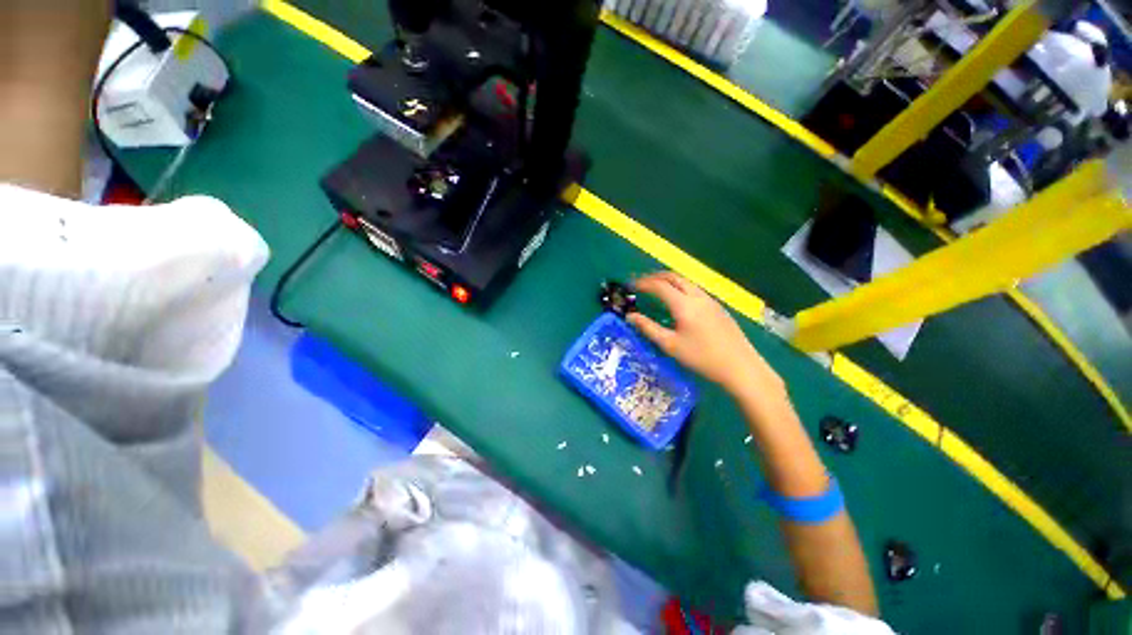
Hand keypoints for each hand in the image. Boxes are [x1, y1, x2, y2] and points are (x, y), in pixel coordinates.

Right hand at [627, 272, 779, 395]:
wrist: (740, 366)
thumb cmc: (702, 357)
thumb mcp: (670, 345)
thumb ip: (648, 328)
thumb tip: (630, 316)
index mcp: (684, 304)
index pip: (659, 286)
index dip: (643, 283)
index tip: (630, 286)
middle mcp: (697, 296)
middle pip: (673, 277)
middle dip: (655, 276)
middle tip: (641, 283)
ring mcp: (709, 300)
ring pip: (685, 281)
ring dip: (668, 280)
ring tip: (655, 288)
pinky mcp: (717, 306)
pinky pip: (694, 289)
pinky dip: (679, 287)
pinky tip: (677, 299)